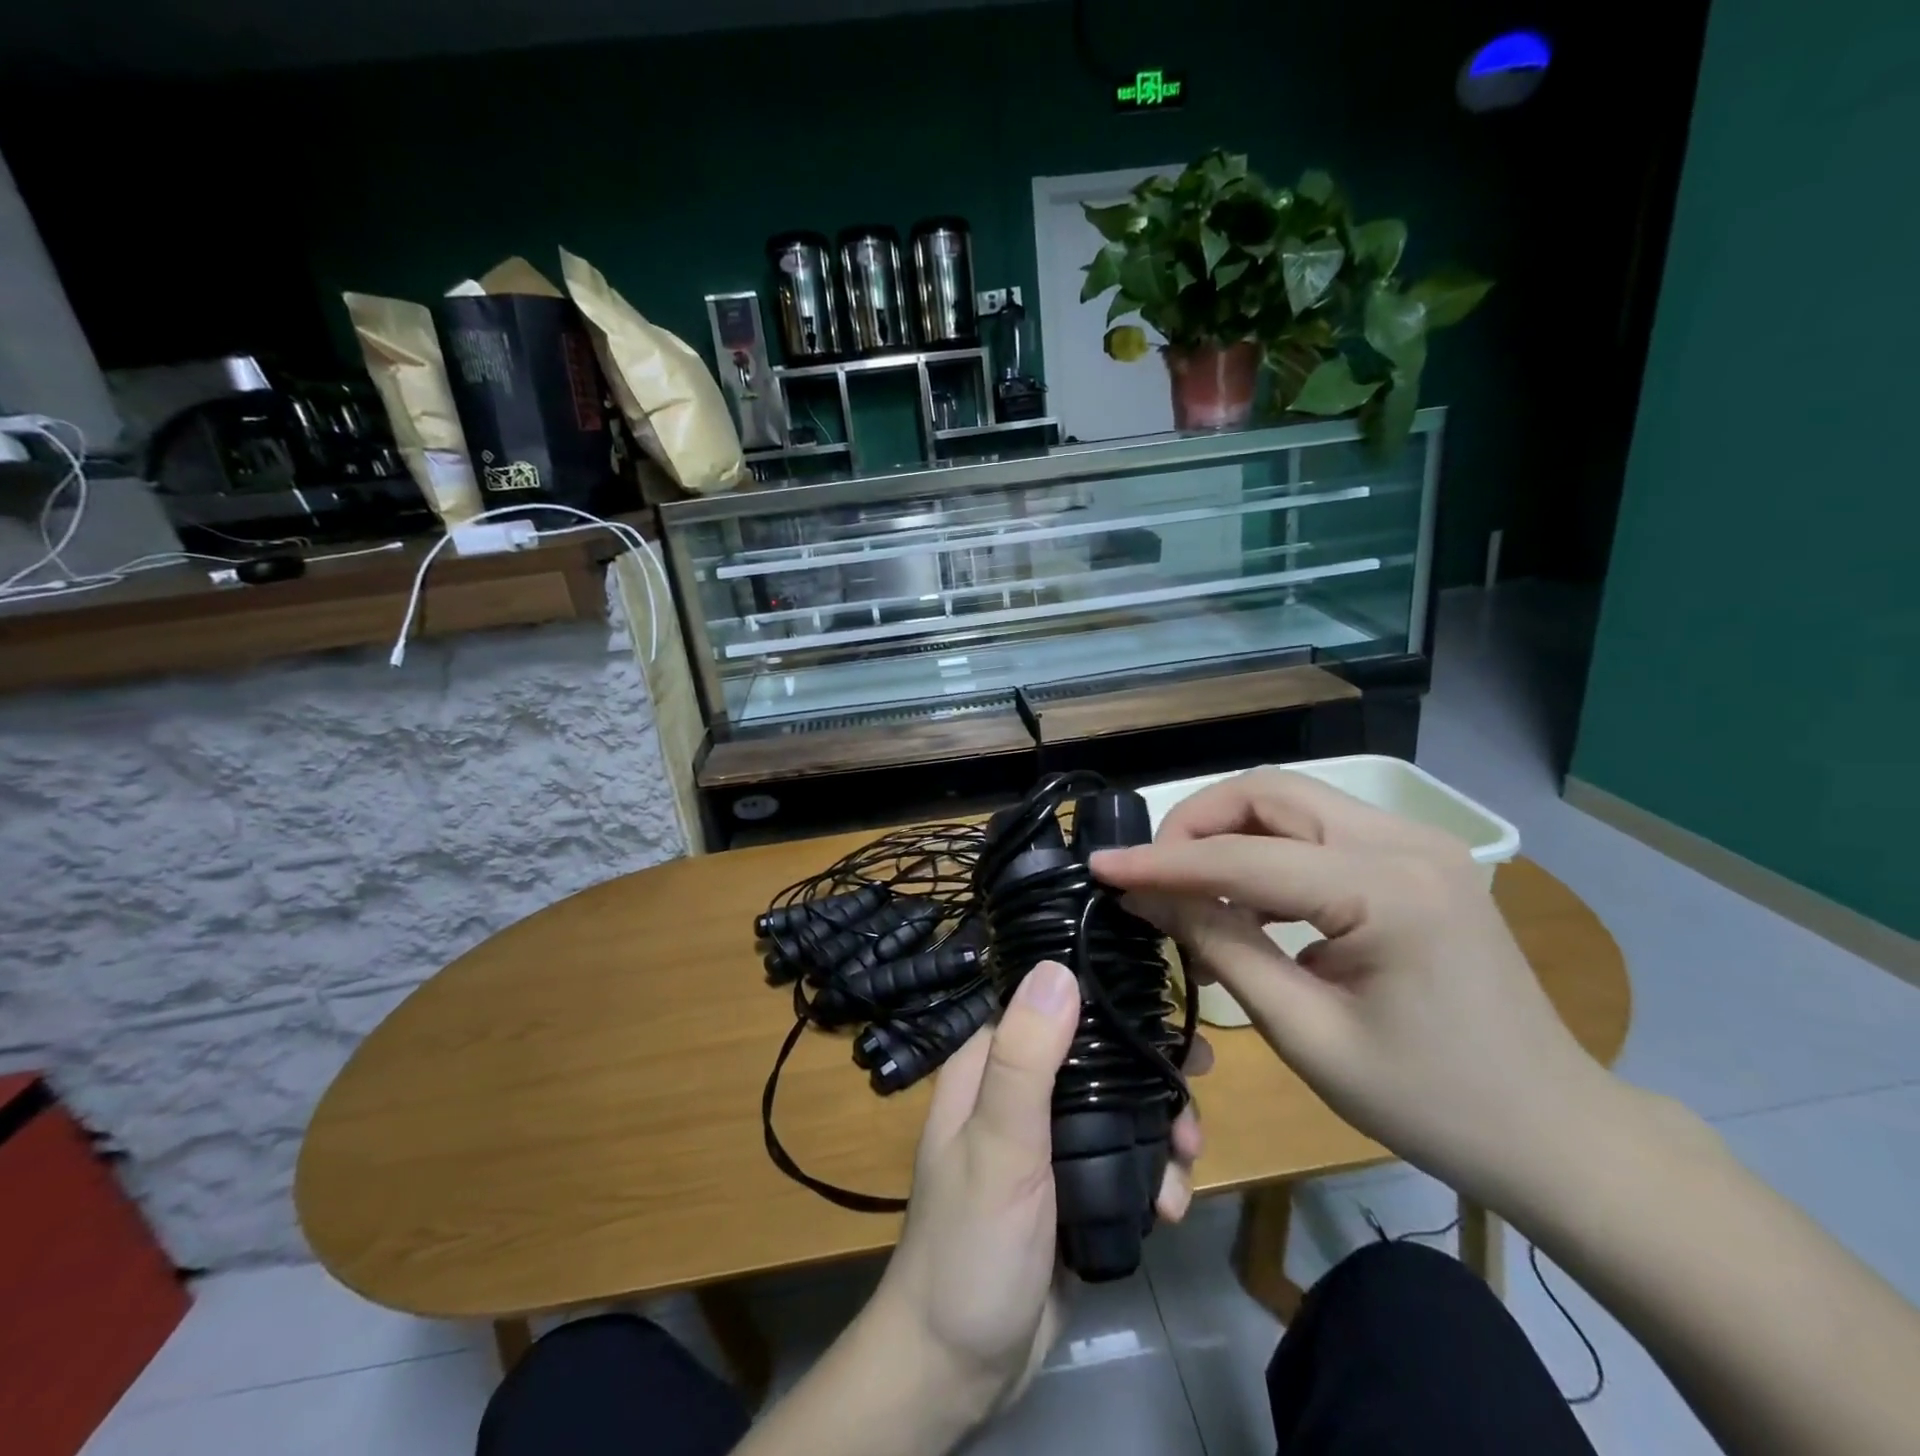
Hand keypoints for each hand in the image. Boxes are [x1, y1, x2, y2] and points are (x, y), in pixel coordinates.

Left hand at [872, 959, 1206, 1420]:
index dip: (1105, 1000)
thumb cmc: (971, 1245)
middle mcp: (1018, 1094)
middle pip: (1096, 1058)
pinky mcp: (1073, 1188)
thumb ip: (1026, 1058)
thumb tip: (1059, 967)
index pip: (1048, 1004)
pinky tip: (1170, 1206)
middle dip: (1149, 1073)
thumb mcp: (998, 1145)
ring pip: (1116, 1109)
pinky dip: (1153, 1174)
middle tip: (1196, 1091)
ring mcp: (1047, 1144)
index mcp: (988, 1066)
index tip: (1164, 1012)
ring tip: (1187, 1159)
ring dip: (1160, 1128)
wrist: (960, 1368)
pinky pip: (1122, 1160)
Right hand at [1091, 770, 1610, 1208]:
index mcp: (1387, 890)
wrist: (1554, 1131)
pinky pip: (1319, 831)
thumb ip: (1220, 948)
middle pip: (1270, 793)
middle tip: (1153, 873)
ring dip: (1229, 834)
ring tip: (1193, 895)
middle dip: (1197, 824)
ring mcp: (1418, 842)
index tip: (1100, 865)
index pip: (1244, 858)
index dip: (1162, 861)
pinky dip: (1267, 853)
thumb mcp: (1306, 1033)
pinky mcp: (1417, 857)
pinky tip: (1248, 905)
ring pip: (1292, 802)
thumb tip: (1147, 898)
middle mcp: (1406, 841)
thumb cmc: (1430, 1102)